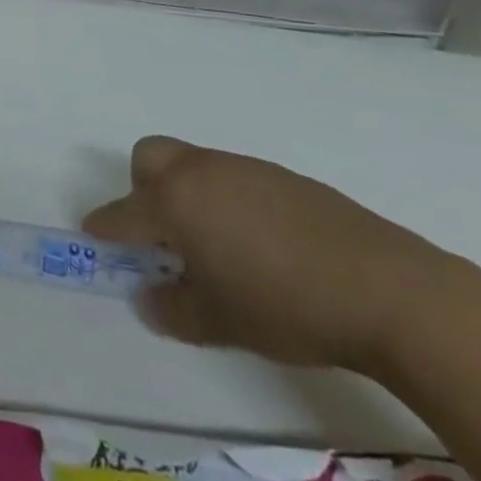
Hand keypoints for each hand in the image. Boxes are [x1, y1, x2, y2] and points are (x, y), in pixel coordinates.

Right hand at [83, 136, 454, 373]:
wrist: (386, 289)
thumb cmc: (285, 306)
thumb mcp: (221, 322)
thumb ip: (174, 310)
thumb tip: (147, 298)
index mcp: (175, 201)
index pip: (124, 211)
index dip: (105, 226)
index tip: (94, 236)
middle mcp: (200, 172)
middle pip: (149, 158)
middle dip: (142, 189)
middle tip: (163, 235)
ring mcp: (243, 168)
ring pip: (193, 165)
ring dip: (187, 193)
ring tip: (217, 245)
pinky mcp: (282, 176)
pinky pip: (233, 177)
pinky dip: (228, 199)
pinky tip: (262, 243)